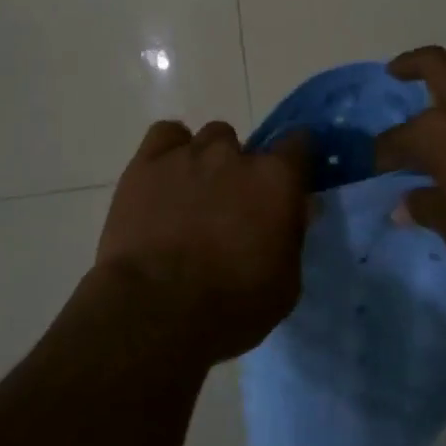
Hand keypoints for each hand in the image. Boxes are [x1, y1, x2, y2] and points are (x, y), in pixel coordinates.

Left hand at [96, 119, 311, 363]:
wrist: (154, 311)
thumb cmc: (230, 307)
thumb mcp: (284, 285)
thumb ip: (293, 236)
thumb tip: (298, 208)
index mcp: (275, 179)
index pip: (298, 143)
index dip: (293, 161)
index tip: (287, 183)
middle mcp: (234, 155)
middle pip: (244, 145)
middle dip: (240, 171)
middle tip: (230, 208)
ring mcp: (188, 153)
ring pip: (207, 139)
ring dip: (206, 161)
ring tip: (192, 197)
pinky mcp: (147, 161)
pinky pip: (166, 134)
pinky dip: (169, 150)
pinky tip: (165, 177)